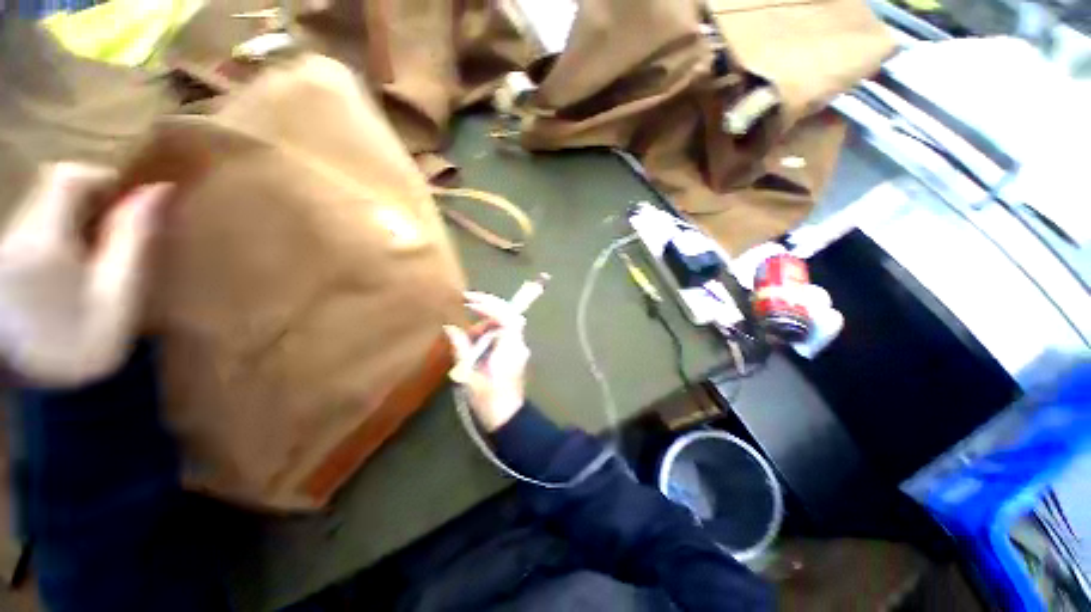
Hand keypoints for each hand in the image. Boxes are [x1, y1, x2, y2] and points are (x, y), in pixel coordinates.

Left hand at [0, 163, 170, 386]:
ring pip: (40, 209)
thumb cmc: (78, 341)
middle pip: (51, 191)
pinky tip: (67, 268)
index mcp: (44, 238)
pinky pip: (31, 230)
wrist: (27, 386)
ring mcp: (4, 248)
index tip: (128, 201)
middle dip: (87, 203)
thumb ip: (133, 241)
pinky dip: (55, 236)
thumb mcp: (117, 296)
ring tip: (94, 255)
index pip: (69, 178)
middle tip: (115, 233)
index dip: (101, 179)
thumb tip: (157, 192)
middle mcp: (17, 233)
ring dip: (72, 220)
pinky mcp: (2, 263)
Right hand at [443, 291, 530, 431]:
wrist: (507, 417)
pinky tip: (475, 339)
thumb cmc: (488, 398)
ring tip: (468, 331)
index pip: (506, 316)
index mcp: (510, 347)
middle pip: (508, 314)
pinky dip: (490, 330)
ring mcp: (518, 347)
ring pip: (506, 323)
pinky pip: (504, 333)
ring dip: (488, 320)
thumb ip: (461, 348)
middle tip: (467, 302)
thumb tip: (450, 327)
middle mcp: (518, 343)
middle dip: (489, 305)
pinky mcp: (515, 352)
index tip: (469, 301)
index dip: (489, 305)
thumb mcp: (470, 374)